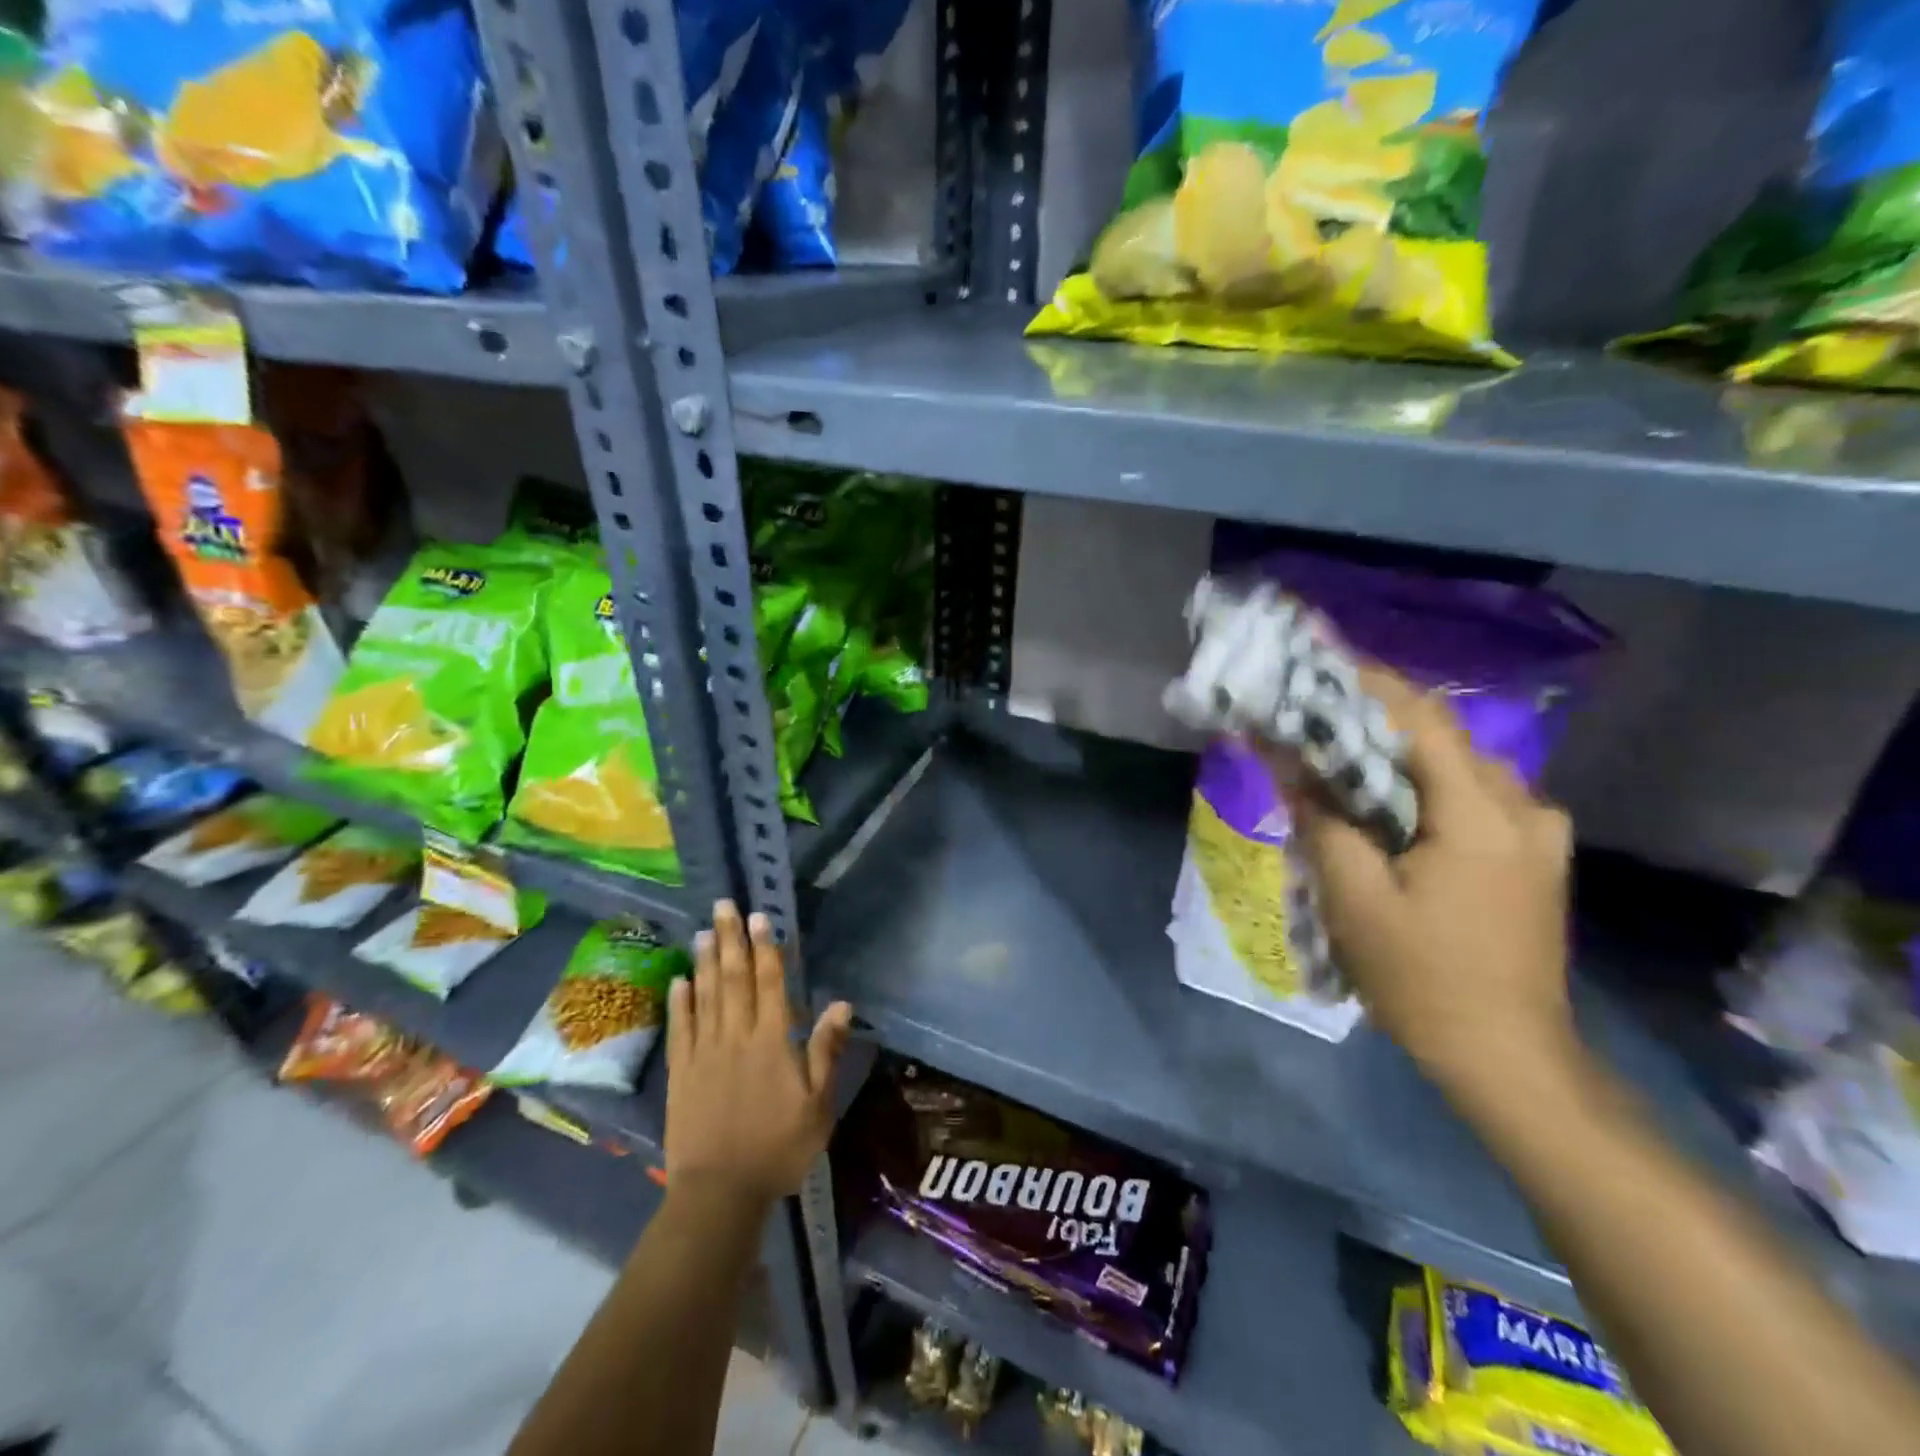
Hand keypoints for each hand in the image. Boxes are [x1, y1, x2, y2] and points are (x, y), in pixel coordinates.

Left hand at [665, 901, 852, 1206]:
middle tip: (724, 906)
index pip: (770, 983)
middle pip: (733, 978)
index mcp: (772, 1041)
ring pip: (705, 995)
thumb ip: (826, 1051)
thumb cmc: (778, 1148)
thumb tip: (841, 1005)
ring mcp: (704, 1052)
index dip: (766, 947)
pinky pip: (680, 1028)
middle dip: (730, 939)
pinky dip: (680, 1001)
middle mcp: (736, 1036)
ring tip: (703, 930)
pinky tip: (679, 980)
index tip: (760, 917)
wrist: (719, 1192)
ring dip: (704, 961)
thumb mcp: (818, 1105)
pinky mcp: (681, 1072)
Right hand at [1278, 667, 1578, 1099]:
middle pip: (1442, 737)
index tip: (1318, 658)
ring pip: (1458, 766)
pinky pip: (1473, 796)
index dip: (1369, 682)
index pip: (1423, 719)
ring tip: (1337, 754)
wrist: (1509, 1058)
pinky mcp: (1533, 857)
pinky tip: (1383, 803)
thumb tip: (1282, 755)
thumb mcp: (1353, 896)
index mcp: (1483, 814)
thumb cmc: (1422, 977)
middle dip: (1374, 718)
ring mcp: (1538, 833)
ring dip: (1397, 753)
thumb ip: (1320, 815)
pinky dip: (1422, 785)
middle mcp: (1524, 807)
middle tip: (1313, 714)